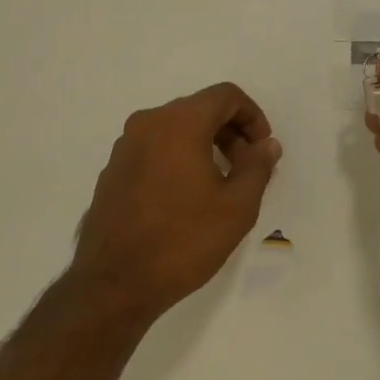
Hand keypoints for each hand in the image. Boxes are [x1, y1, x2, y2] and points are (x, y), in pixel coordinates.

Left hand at [70, 82, 282, 317]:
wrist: (116, 283)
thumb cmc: (184, 240)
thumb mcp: (237, 207)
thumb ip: (258, 167)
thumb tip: (266, 145)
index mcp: (179, 123)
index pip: (225, 96)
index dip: (253, 116)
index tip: (262, 150)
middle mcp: (147, 124)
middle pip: (199, 109)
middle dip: (230, 132)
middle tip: (247, 169)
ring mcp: (125, 147)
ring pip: (175, 129)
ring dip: (204, 145)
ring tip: (220, 185)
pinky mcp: (113, 171)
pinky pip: (155, 149)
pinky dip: (178, 159)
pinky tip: (187, 198)